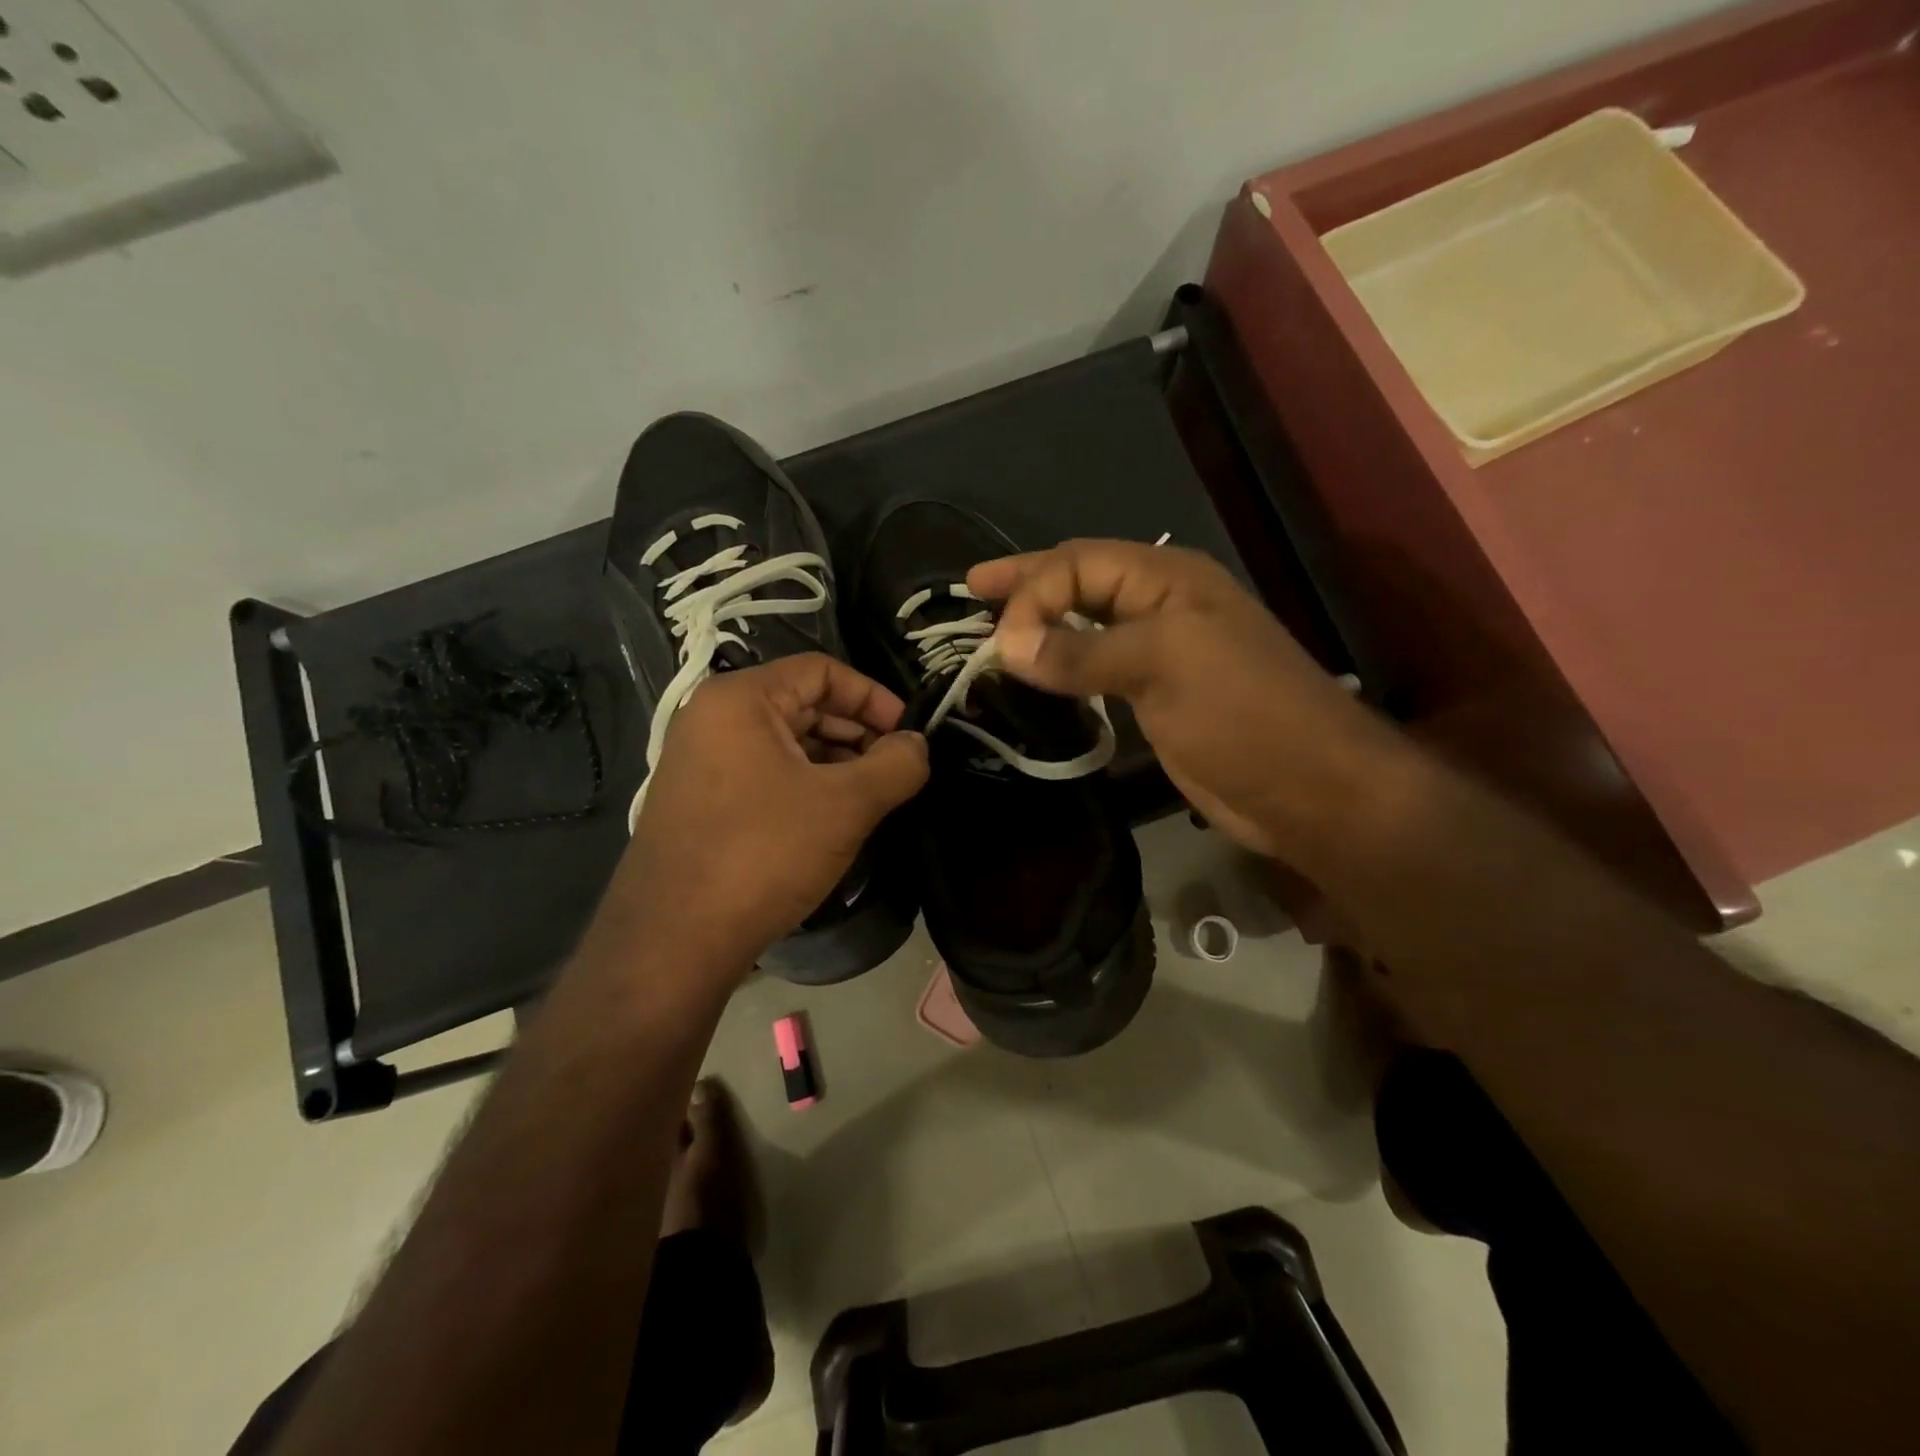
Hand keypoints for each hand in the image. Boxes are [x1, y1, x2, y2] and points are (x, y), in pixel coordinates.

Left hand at [607, 654, 927, 981]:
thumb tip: (918, 745)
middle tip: (896, 770)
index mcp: (741, 699)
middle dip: (857, 733)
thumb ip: (896, 765)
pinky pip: (765, 773)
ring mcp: (701, 761)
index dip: (874, 697)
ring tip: (872, 797)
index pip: (822, 671)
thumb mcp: (846, 805)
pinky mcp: (700, 800)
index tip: (909, 734)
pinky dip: (806, 785)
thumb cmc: (764, 854)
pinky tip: (833, 819)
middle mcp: (712, 718)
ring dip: (835, 762)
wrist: (674, 940)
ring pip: (786, 743)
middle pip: (803, 704)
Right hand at [969, 540, 1396, 860]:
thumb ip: (1082, 653)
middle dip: (1028, 585)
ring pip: (1086, 624)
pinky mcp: (1155, 695)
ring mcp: (1159, 652)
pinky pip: (1095, 667)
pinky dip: (1061, 666)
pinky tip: (1038, 672)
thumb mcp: (1163, 665)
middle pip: (1080, 582)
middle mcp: (1160, 606)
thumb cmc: (1243, 713)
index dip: (1033, 593)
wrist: (1307, 787)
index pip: (1079, 564)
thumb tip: (1007, 647)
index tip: (999, 644)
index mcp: (1167, 579)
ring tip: (995, 631)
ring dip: (1041, 625)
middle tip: (974, 587)